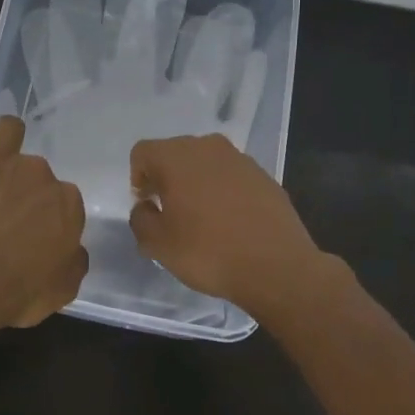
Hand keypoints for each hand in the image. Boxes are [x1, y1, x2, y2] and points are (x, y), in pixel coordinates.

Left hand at [0, 81, 88, 328]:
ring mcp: (1, 158)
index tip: (34, 236)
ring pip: (10, 132)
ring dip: (6, 138)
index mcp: (67, 204)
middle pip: (37, 173)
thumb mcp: (60, 291)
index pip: (65, 203)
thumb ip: (72, 264)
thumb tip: (74, 249)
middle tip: (4, 216)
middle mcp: (40, 173)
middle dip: (25, 189)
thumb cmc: (15, 291)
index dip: (48, 220)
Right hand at [128, 133, 326, 318]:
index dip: (138, 178)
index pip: (143, 153)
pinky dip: (223, 191)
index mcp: (176, 157)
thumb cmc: (208, 252)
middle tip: (169, 211)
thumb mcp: (158, 245)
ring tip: (201, 217)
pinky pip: (231, 176)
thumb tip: (146, 207)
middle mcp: (207, 147)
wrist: (277, 267)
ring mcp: (240, 159)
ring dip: (196, 182)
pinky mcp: (264, 176)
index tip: (148, 206)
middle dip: (166, 177)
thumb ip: (140, 219)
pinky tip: (229, 221)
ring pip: (205, 163)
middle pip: (175, 153)